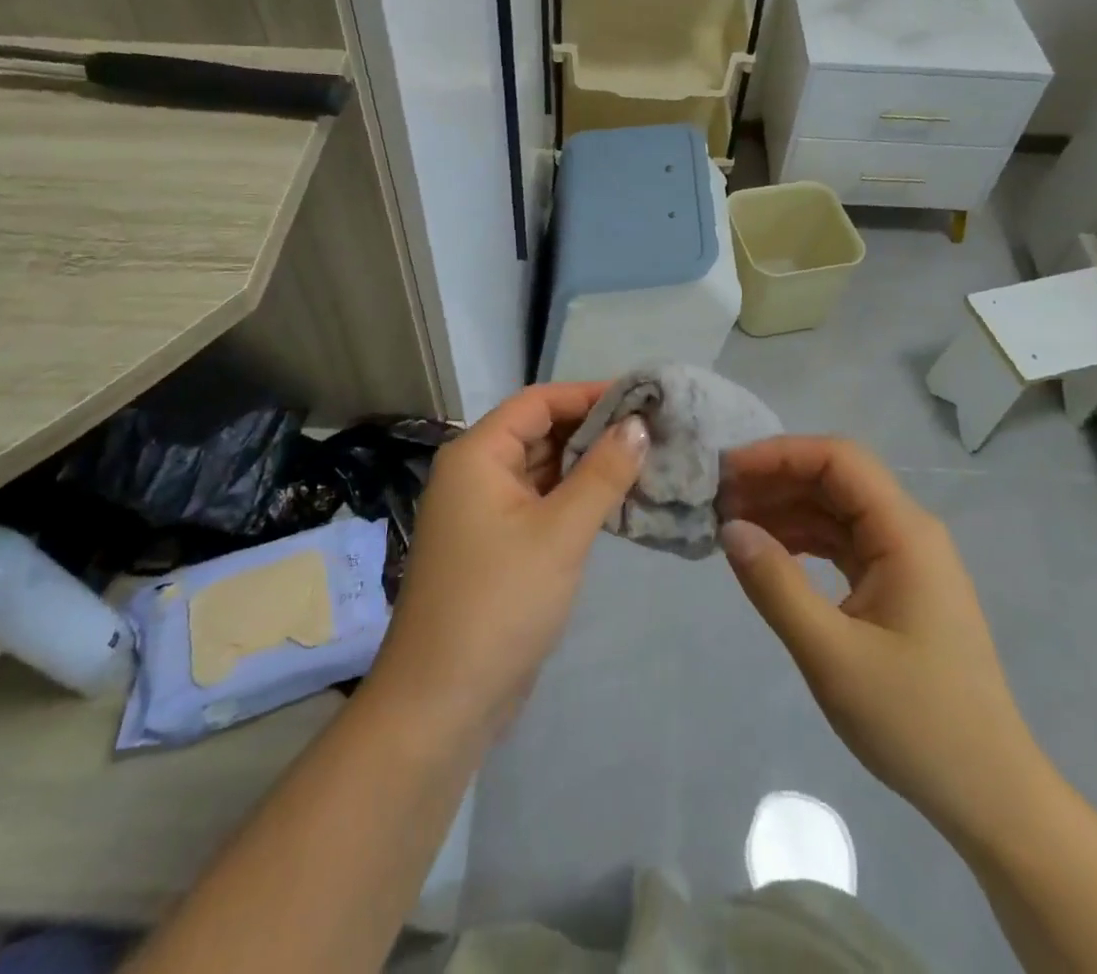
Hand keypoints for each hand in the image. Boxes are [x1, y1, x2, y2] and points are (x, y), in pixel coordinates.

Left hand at [364, 382, 647, 743]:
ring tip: (646, 460)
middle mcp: (476, 473)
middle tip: (654, 430)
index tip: (642, 397)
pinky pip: (541, 504)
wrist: (442, 702)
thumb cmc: (499, 602)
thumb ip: (603, 473)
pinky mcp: (497, 546)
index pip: (539, 402)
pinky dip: (575, 498)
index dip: (589, 395)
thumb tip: (639, 424)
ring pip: (542, 470)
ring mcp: (484, 512)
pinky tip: (617, 501)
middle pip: (540, 432)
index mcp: (478, 455)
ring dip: (588, 466)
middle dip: (593, 430)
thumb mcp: (560, 533)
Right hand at [718, 436, 1049, 846]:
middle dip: (775, 481)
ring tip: (730, 526)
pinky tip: (766, 554)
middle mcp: (908, 531)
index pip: (837, 460)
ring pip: (835, 509)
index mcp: (905, 532)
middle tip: (717, 501)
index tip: (726, 472)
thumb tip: (729, 528)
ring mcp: (904, 558)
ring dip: (784, 510)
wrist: (990, 795)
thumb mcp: (833, 656)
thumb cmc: (916, 723)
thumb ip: (776, 585)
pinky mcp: (896, 585)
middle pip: (835, 479)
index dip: (778, 454)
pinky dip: (801, 540)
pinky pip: (841, 542)